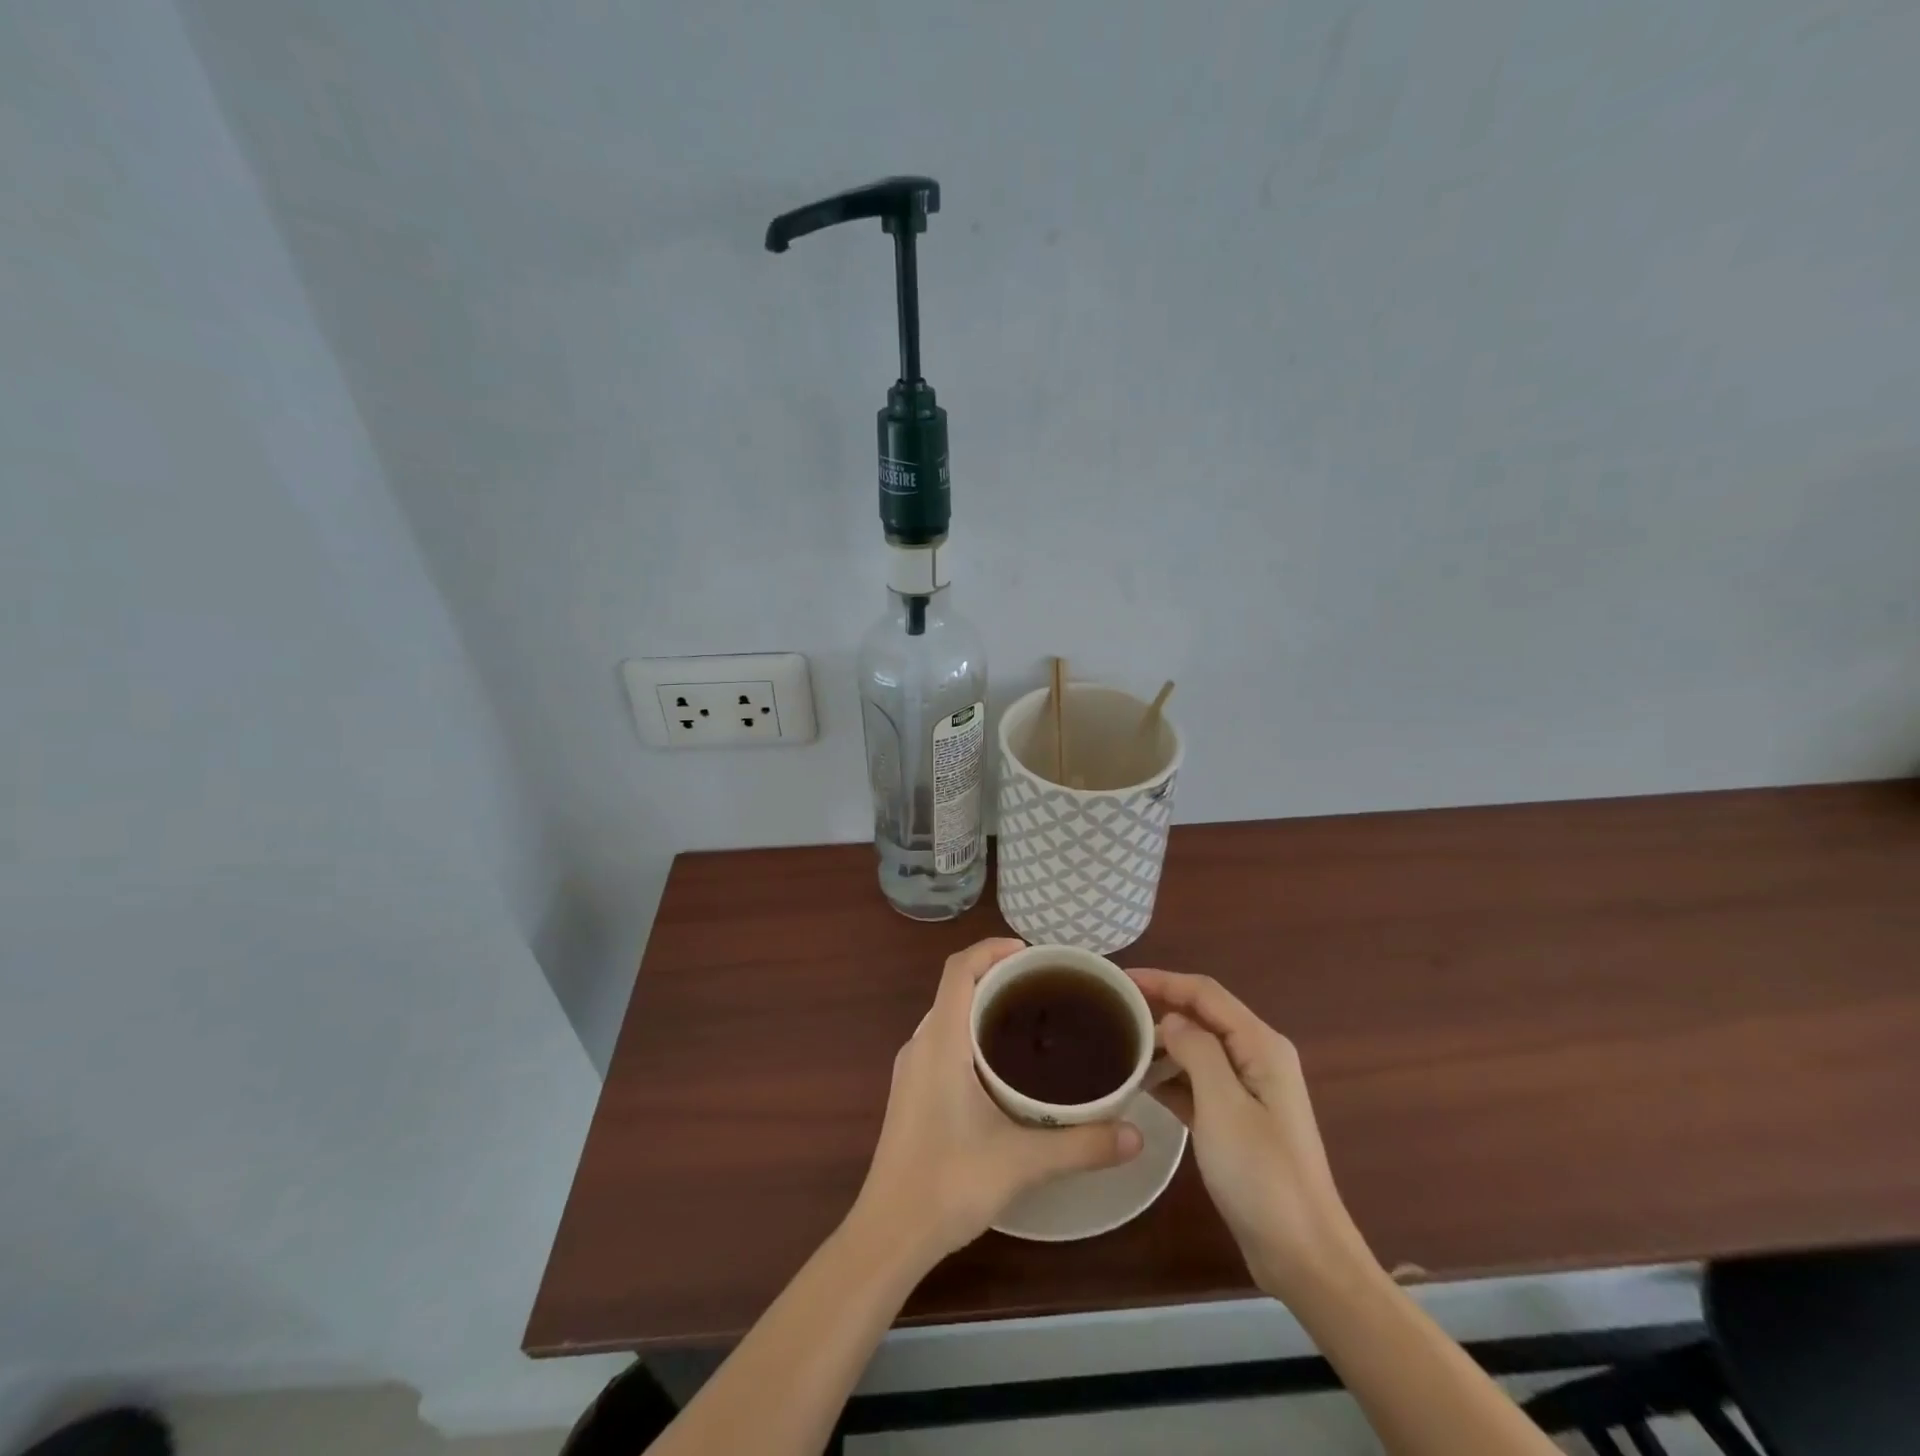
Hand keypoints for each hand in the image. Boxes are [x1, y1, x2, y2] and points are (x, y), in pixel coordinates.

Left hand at [852, 938, 1143, 1262]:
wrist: (889, 1234)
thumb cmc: (948, 1183)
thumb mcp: (1022, 1162)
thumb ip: (1082, 1145)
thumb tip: (1137, 1135)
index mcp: (940, 1041)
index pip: (958, 969)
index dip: (991, 949)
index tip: (1031, 954)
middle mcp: (920, 1045)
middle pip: (955, 988)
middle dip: (996, 977)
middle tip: (1044, 988)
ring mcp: (910, 1070)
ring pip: (947, 1017)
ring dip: (982, 1007)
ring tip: (1029, 1021)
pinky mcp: (911, 1093)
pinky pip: (942, 1042)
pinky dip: (970, 1034)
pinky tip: (1001, 1067)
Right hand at [1130, 968, 1371, 1301]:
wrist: (1303, 1257)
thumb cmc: (1262, 1176)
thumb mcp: (1223, 1106)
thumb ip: (1197, 1051)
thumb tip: (1171, 1020)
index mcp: (1260, 1046)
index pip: (1205, 993)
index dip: (1162, 980)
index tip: (1118, 979)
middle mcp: (1257, 1058)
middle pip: (1202, 1016)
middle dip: (1159, 1008)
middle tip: (1111, 1010)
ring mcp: (1248, 1091)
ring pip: (1197, 1049)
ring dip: (1162, 1044)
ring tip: (1117, 1045)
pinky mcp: (1236, 1120)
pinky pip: (1197, 1082)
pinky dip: (1170, 1077)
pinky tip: (1139, 1083)